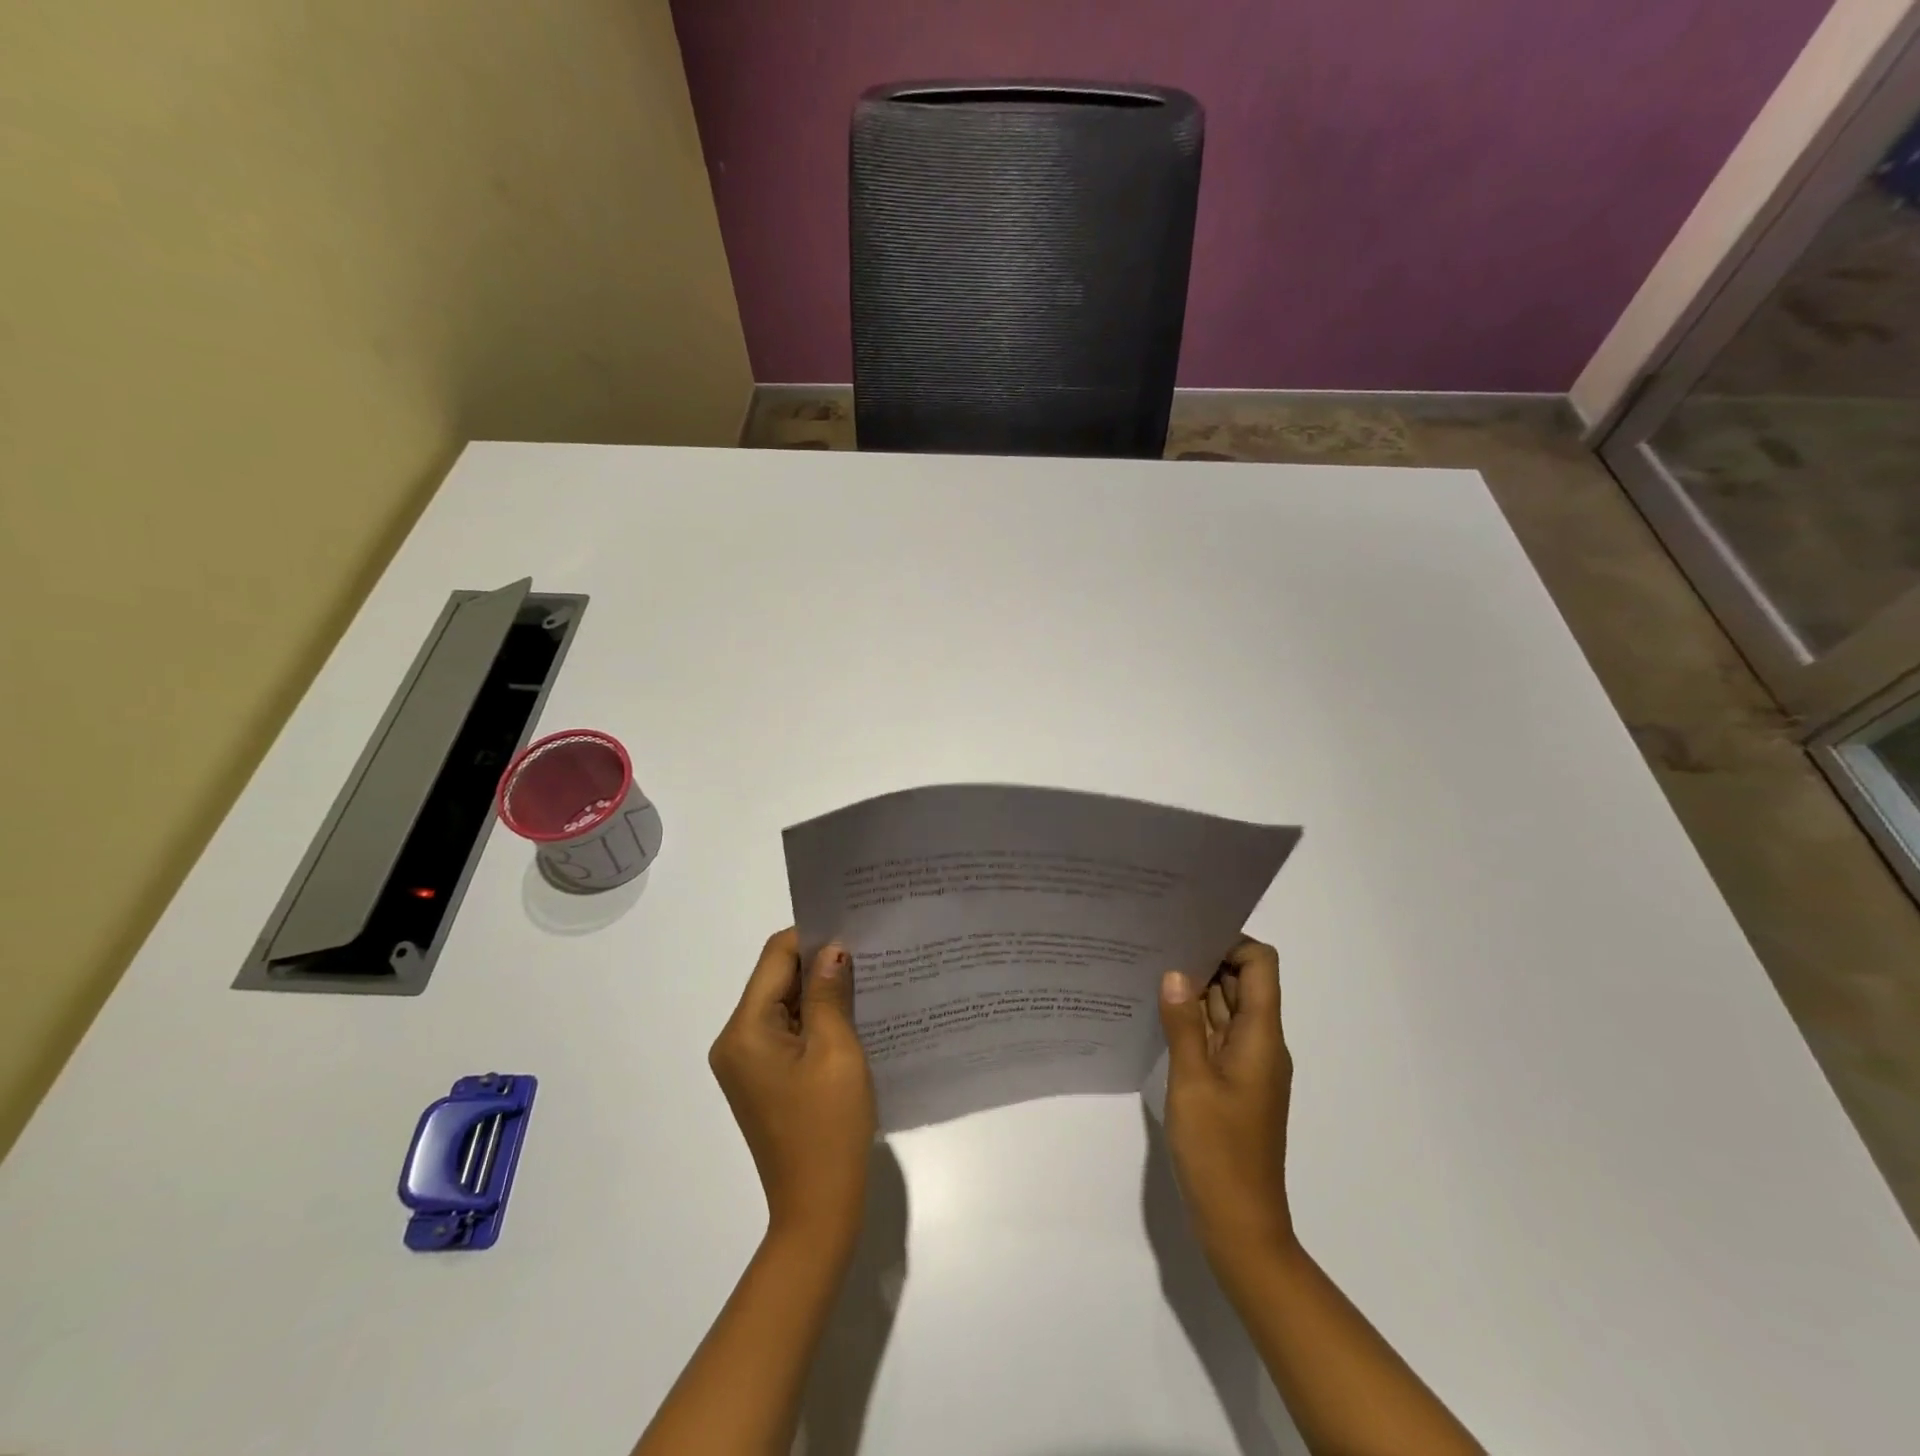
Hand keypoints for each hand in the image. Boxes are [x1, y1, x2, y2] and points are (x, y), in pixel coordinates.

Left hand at [709, 929, 875, 1246]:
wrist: (818, 1209)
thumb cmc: (829, 1126)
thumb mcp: (836, 1050)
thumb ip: (829, 992)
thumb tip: (831, 947)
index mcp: (745, 1030)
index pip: (774, 957)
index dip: (811, 938)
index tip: (853, 931)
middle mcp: (735, 1041)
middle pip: (775, 979)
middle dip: (817, 964)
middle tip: (866, 952)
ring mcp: (746, 1063)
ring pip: (783, 1004)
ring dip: (818, 992)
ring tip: (865, 979)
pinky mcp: (762, 1079)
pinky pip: (786, 1031)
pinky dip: (814, 1019)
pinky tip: (849, 1016)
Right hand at [1159, 937, 1294, 1256]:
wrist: (1240, 1226)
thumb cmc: (1219, 1152)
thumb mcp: (1192, 1083)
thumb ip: (1184, 1025)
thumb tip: (1176, 972)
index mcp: (1262, 1037)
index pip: (1260, 965)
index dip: (1230, 943)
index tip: (1187, 936)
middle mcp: (1260, 1044)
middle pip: (1242, 983)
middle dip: (1205, 960)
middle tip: (1156, 945)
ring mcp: (1246, 1066)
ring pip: (1226, 1009)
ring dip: (1195, 991)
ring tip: (1149, 971)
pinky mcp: (1232, 1084)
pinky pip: (1215, 1036)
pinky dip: (1192, 1021)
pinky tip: (1157, 1016)